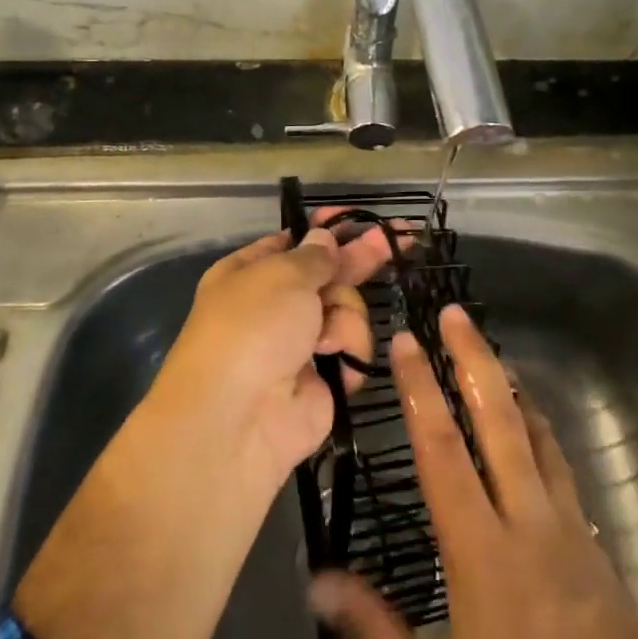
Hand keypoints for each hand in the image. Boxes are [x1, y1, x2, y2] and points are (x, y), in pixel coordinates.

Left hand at [153, 213, 394, 487]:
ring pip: (346, 311)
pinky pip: (351, 351)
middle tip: (400, 240)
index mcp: (250, 273)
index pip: (294, 242)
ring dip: (345, 318)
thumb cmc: (252, 328)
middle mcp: (274, 305)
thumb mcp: (283, 275)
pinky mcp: (322, 379)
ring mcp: (298, 344)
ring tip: (327, 338)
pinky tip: (335, 362)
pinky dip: (348, 354)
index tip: (356, 219)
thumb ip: (314, 256)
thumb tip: (323, 238)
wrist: (237, 419)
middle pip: (327, 275)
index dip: (325, 231)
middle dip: (358, 261)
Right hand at [308, 308, 637, 638]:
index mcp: (482, 556)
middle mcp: (530, 526)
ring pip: (540, 440)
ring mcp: (573, 535)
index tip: (404, 343)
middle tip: (455, 314)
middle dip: (473, 360)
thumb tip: (317, 583)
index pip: (442, 454)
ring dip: (512, 391)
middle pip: (500, 422)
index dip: (419, 392)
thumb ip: (376, 638)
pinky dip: (542, 438)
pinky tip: (534, 436)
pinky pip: (564, 475)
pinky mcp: (600, 555)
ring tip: (492, 357)